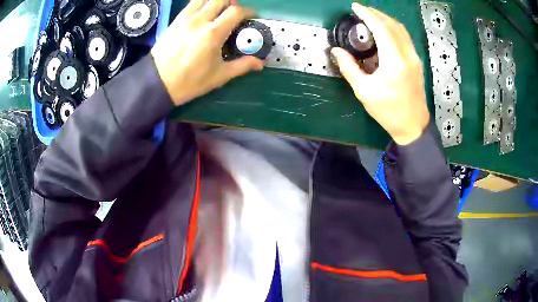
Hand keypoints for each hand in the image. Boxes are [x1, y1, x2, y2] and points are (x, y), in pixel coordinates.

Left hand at [151, 0, 264, 105]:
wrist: (157, 82)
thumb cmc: (189, 81)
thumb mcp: (218, 76)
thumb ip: (242, 66)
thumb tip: (261, 63)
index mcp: (213, 33)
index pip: (236, 11)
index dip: (247, 11)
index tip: (251, 16)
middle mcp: (200, 20)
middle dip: (232, 3)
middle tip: (234, 13)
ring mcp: (186, 18)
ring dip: (215, 1)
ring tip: (218, 11)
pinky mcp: (176, 20)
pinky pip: (191, 4)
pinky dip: (201, 4)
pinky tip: (203, 13)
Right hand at [331, 3, 429, 145]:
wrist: (412, 125)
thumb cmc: (388, 111)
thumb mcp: (364, 92)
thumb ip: (349, 68)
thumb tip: (337, 51)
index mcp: (394, 61)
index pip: (381, 28)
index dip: (367, 15)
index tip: (355, 7)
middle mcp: (407, 55)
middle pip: (393, 25)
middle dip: (376, 14)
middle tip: (361, 11)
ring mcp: (414, 58)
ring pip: (401, 29)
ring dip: (386, 19)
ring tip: (371, 17)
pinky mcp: (416, 62)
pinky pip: (405, 38)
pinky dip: (393, 28)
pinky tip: (384, 30)